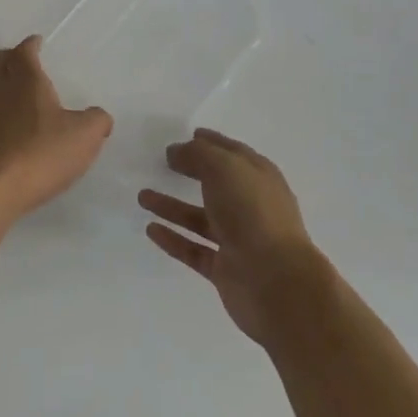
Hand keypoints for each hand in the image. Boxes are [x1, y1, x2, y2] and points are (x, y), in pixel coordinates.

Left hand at [0, 37, 112, 225]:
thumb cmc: (39, 153)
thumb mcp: (84, 136)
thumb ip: (96, 121)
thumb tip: (99, 117)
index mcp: (26, 82)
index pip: (23, 52)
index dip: (30, 45)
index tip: (36, 42)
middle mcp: (0, 95)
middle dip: (6, 58)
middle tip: (22, 62)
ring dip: (6, 94)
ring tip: (29, 108)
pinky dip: (4, 124)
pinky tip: (21, 141)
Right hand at [140, 129, 321, 343]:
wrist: (275, 281)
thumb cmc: (253, 213)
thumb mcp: (224, 168)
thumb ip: (197, 154)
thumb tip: (176, 151)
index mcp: (258, 177)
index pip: (233, 153)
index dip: (212, 142)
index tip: (189, 134)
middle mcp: (250, 206)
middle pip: (216, 184)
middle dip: (191, 172)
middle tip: (162, 163)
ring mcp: (238, 239)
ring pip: (199, 218)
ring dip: (172, 206)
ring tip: (142, 196)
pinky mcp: (224, 269)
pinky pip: (193, 249)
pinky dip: (173, 239)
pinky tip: (150, 229)